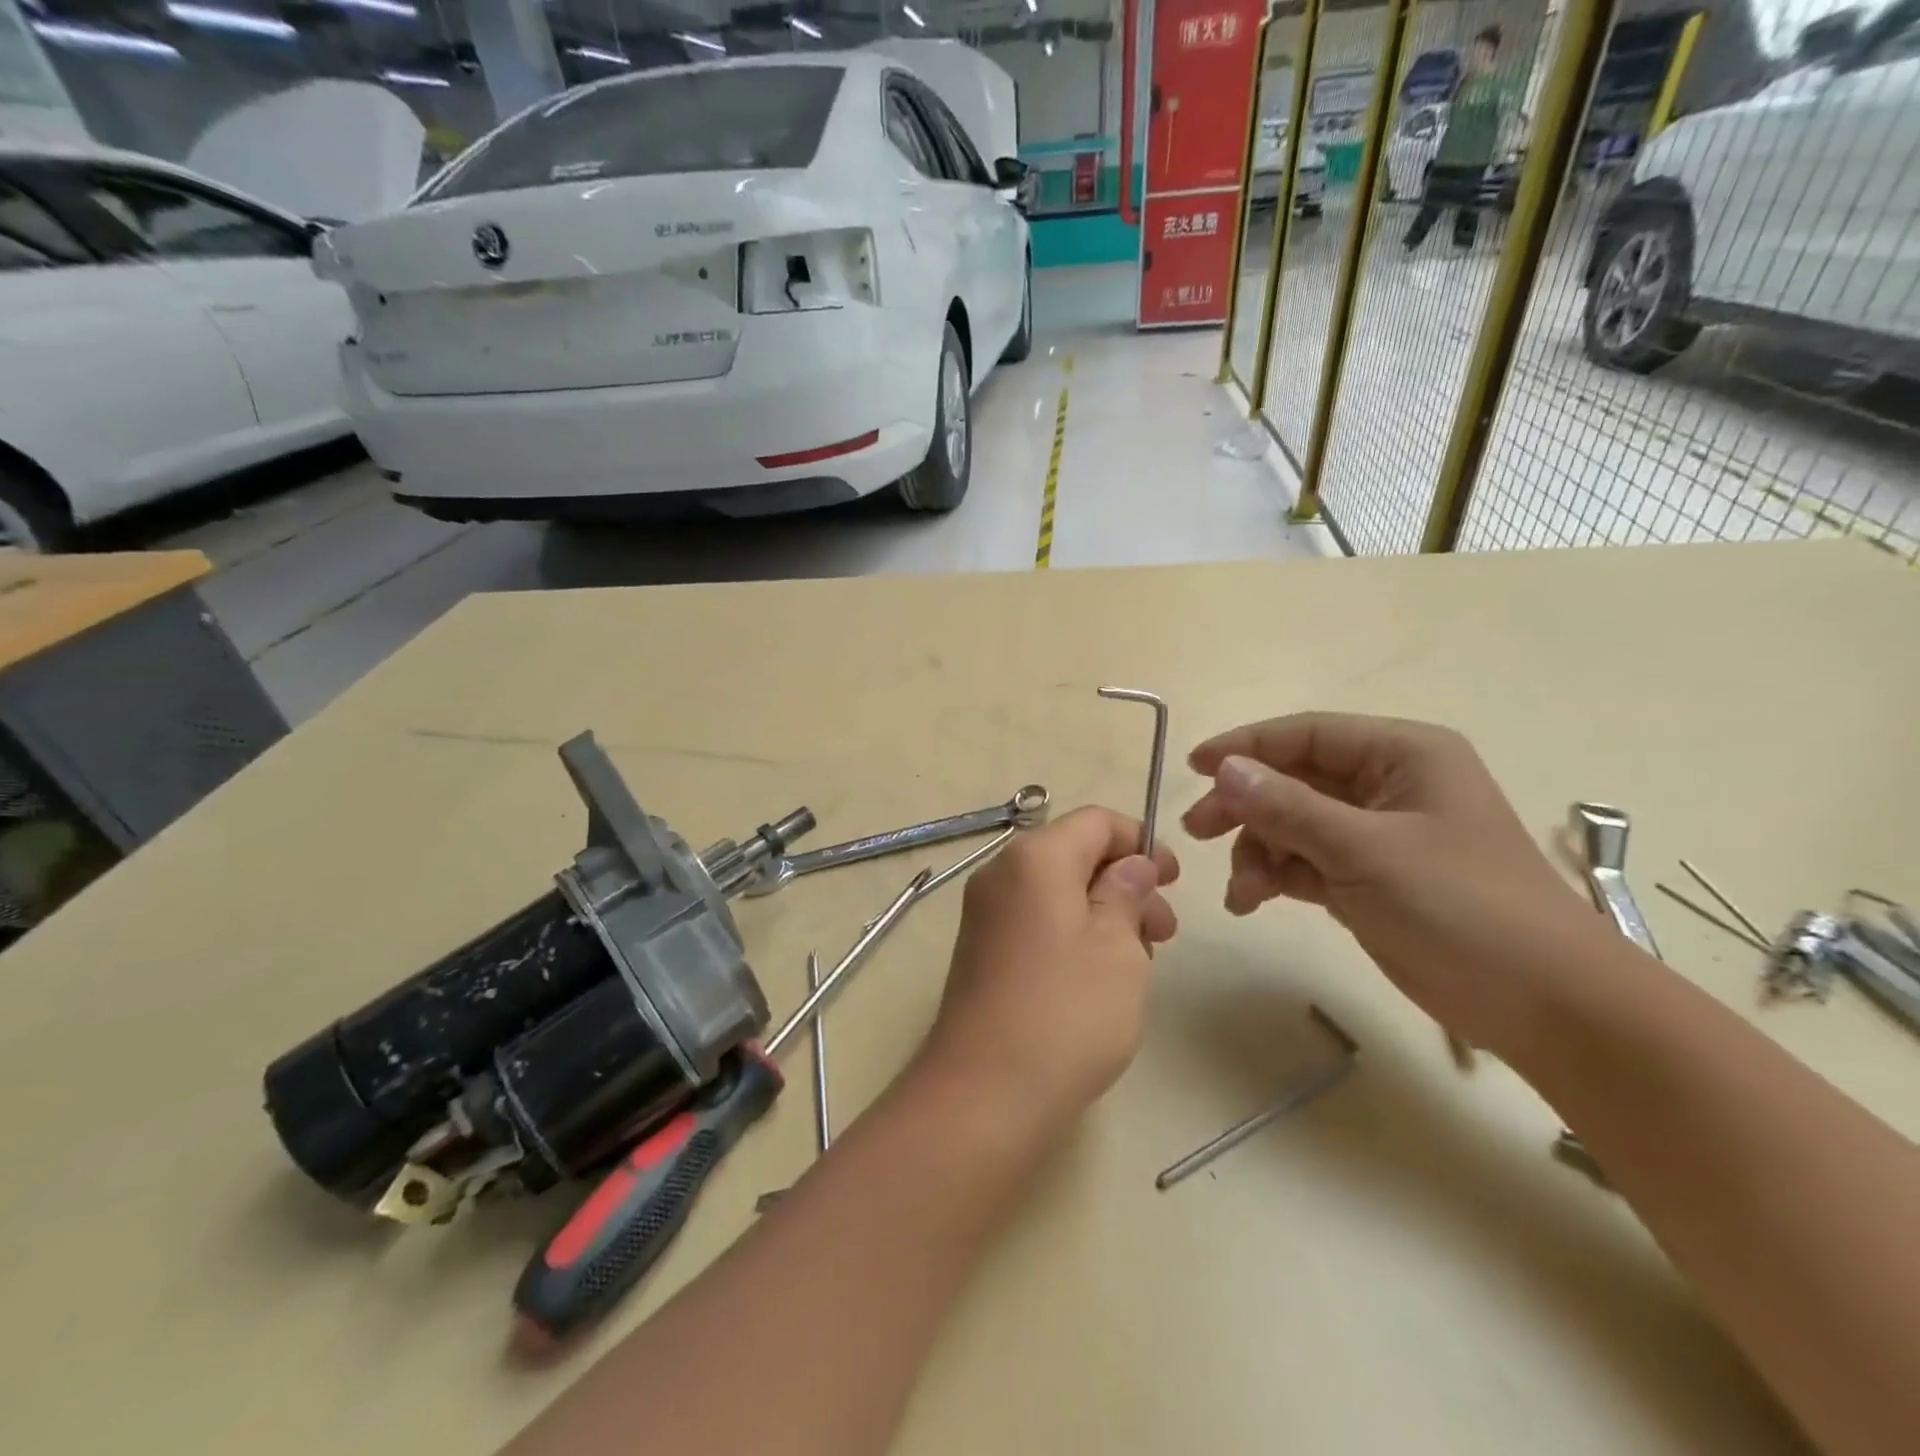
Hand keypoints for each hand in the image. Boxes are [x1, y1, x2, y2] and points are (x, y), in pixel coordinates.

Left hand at [915, 807, 1178, 1143]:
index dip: (1141, 842)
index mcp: (1034, 858)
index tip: (1174, 882)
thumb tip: (1132, 865)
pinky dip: (1073, 932)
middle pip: (1074, 854)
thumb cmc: (1066, 1013)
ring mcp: (985, 913)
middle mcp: (1001, 873)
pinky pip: (1036, 920)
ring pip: (1057, 891)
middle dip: (1125, 882)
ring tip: (1138, 962)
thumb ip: (1127, 893)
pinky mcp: (981, 950)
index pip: (1096, 821)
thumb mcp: (1118, 948)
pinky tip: (1099, 977)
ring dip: (1103, 911)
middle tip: (1164, 933)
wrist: (984, 1093)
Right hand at [1184, 713, 1602, 1056]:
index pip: (1307, 734)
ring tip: (1242, 891)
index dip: (1246, 747)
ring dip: (1258, 851)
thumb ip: (1288, 807)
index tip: (1194, 768)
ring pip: (1293, 824)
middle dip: (1245, 806)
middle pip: (1293, 779)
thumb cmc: (1462, 908)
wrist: (1546, 1006)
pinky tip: (1252, 902)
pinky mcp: (1370, 878)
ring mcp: (1378, 835)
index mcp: (1402, 755)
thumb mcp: (1365, 851)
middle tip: (1197, 832)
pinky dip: (1276, 876)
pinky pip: (1305, 862)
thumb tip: (1224, 769)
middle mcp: (1387, 785)